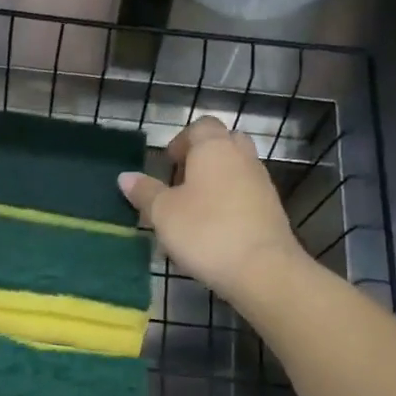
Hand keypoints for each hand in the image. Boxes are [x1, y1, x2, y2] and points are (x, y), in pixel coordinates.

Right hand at [119, 117, 304, 305]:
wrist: (262, 268)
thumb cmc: (205, 231)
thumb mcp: (163, 213)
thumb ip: (145, 192)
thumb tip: (125, 176)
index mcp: (214, 148)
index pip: (200, 126)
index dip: (181, 141)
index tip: (166, 165)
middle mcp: (242, 157)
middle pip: (222, 144)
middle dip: (200, 158)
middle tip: (179, 184)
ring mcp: (261, 183)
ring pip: (234, 170)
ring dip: (214, 182)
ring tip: (192, 211)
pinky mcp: (271, 209)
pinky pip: (245, 194)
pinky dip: (229, 203)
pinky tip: (213, 230)